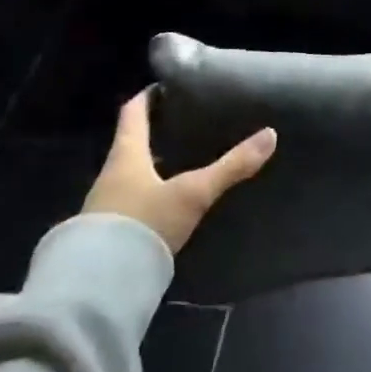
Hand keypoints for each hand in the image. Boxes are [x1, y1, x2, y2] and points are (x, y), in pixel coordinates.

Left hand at [82, 90, 275, 252]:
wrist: (100, 285)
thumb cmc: (144, 223)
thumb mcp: (193, 194)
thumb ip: (231, 167)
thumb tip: (270, 135)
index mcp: (126, 155)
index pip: (132, 113)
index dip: (146, 97)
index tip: (162, 86)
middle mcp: (110, 174)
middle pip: (130, 144)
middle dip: (153, 133)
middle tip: (181, 125)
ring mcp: (104, 206)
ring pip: (129, 174)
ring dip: (150, 166)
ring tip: (179, 163)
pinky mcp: (106, 234)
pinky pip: (128, 202)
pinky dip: (146, 195)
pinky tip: (165, 204)